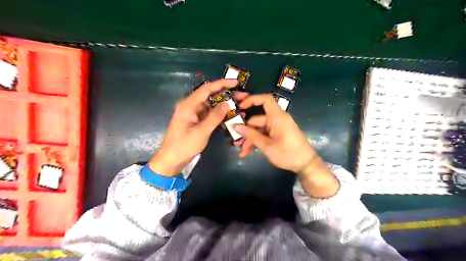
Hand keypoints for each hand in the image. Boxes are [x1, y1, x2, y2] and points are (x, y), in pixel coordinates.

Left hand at [149, 79, 240, 176]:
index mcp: (188, 105)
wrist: (172, 159)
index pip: (207, 89)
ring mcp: (194, 113)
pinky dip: (220, 113)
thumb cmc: (184, 146)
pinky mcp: (197, 120)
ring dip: (225, 104)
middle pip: (211, 95)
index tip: (236, 82)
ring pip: (212, 104)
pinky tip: (232, 114)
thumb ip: (214, 117)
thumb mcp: (201, 132)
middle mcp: (191, 105)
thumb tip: (227, 104)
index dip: (222, 83)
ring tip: (241, 104)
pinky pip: (210, 113)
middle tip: (243, 95)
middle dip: (227, 94)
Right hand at [233, 94, 338, 197]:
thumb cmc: (288, 154)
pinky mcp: (278, 134)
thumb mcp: (267, 146)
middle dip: (246, 132)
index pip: (265, 100)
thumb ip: (251, 135)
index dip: (252, 100)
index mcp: (277, 117)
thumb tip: (236, 127)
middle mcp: (277, 119)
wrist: (306, 165)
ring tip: (243, 152)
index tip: (240, 107)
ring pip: (259, 129)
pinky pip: (264, 134)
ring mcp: (277, 127)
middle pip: (257, 120)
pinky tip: (249, 152)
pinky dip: (257, 141)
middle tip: (237, 144)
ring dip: (250, 140)